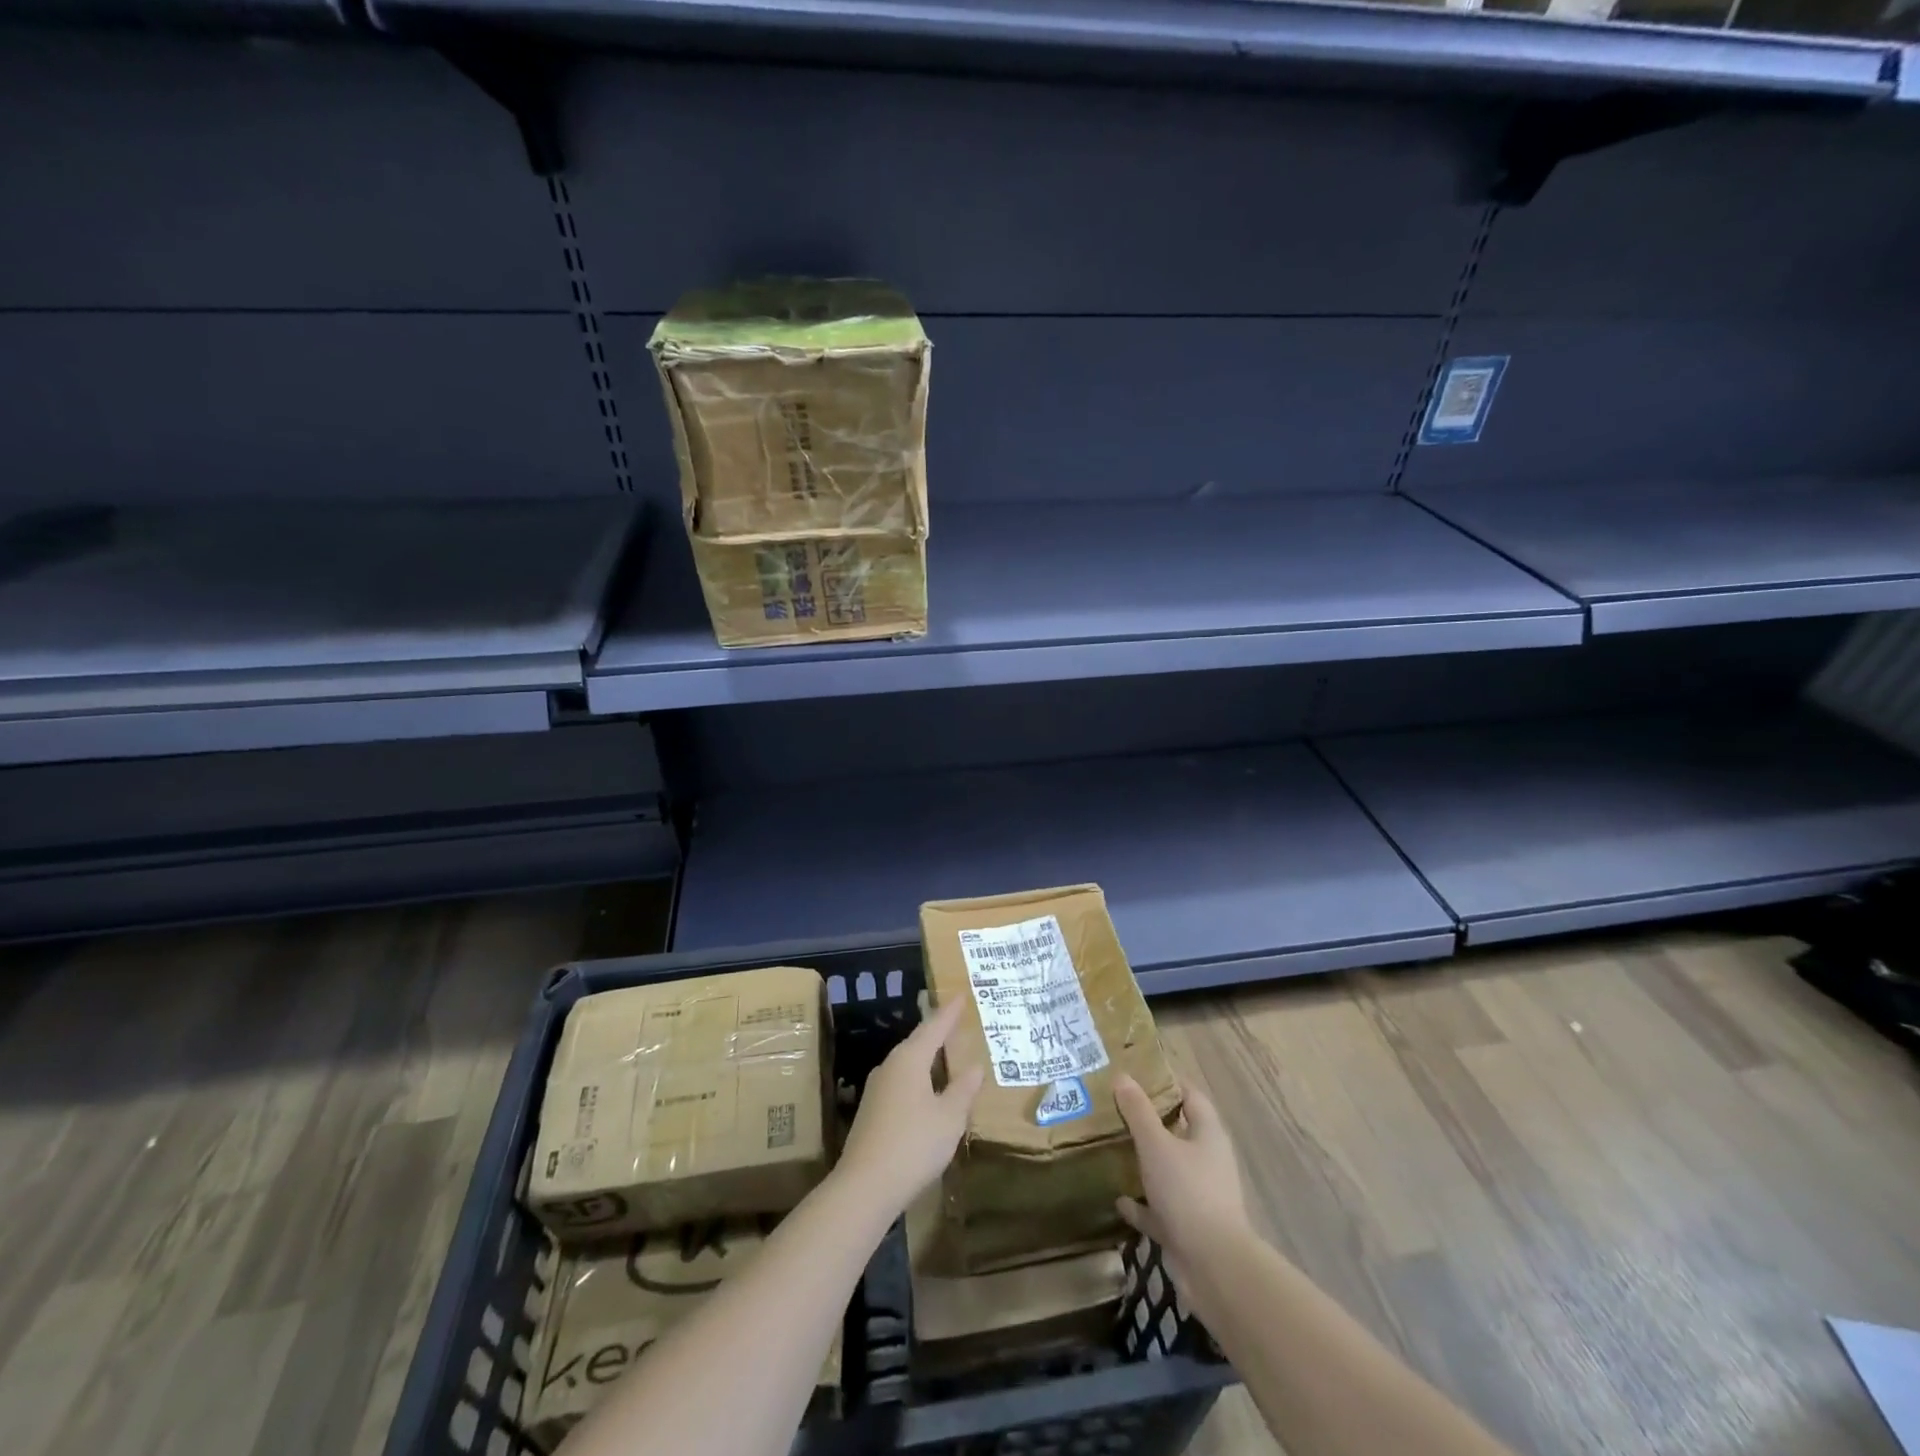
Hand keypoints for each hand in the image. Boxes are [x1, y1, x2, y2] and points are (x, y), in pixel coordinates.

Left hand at [837, 995, 985, 1220]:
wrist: (864, 1186)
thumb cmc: (913, 1144)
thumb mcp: (949, 1118)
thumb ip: (963, 1090)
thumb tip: (974, 1066)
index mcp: (909, 1059)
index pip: (933, 1027)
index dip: (949, 1013)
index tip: (960, 995)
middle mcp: (890, 1066)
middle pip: (917, 1042)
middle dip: (937, 1032)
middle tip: (955, 1022)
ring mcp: (877, 1088)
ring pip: (907, 1063)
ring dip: (927, 1056)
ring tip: (945, 1053)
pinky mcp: (872, 1111)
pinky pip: (901, 1082)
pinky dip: (918, 1078)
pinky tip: (927, 1090)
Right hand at [1113, 1074, 1249, 1279]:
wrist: (1213, 1266)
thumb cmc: (1187, 1192)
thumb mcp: (1156, 1144)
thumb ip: (1138, 1112)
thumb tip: (1123, 1077)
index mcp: (1208, 1134)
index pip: (1190, 1096)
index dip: (1167, 1083)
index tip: (1137, 1074)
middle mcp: (1207, 1161)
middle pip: (1178, 1132)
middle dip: (1150, 1122)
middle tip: (1116, 1109)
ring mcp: (1199, 1196)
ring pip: (1168, 1171)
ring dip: (1145, 1163)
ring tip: (1113, 1148)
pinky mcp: (1188, 1227)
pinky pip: (1160, 1209)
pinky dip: (1141, 1204)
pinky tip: (1119, 1199)